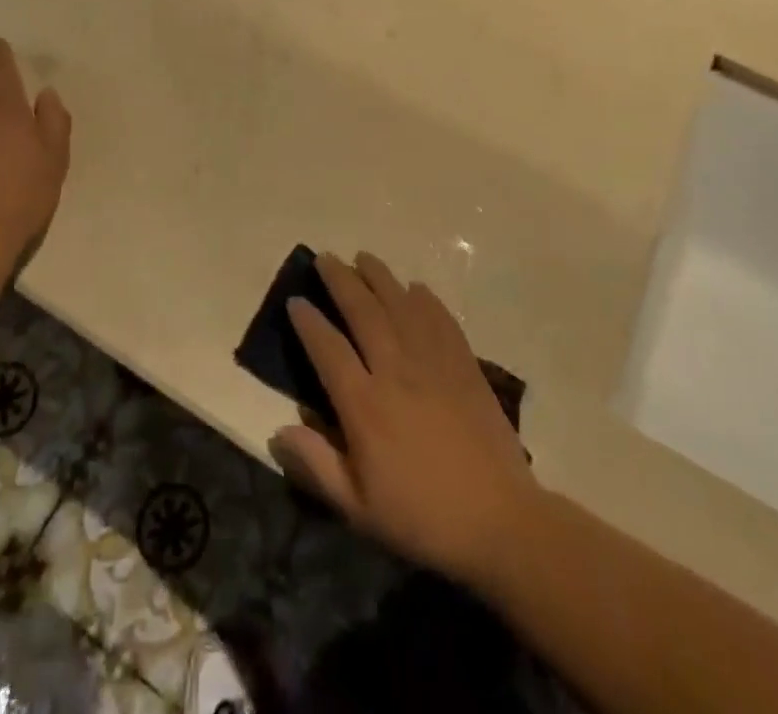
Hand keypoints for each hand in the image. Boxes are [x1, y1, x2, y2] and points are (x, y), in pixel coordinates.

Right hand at [270, 252, 539, 592]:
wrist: (500, 521)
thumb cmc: (422, 517)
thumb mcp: (359, 508)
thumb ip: (316, 464)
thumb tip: (277, 430)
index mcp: (365, 405)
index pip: (328, 349)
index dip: (309, 321)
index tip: (296, 299)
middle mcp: (396, 371)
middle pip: (363, 312)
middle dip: (341, 280)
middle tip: (326, 257)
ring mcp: (433, 363)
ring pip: (401, 305)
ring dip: (380, 277)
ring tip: (364, 257)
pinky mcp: (465, 365)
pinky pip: (441, 320)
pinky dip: (426, 299)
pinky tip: (416, 287)